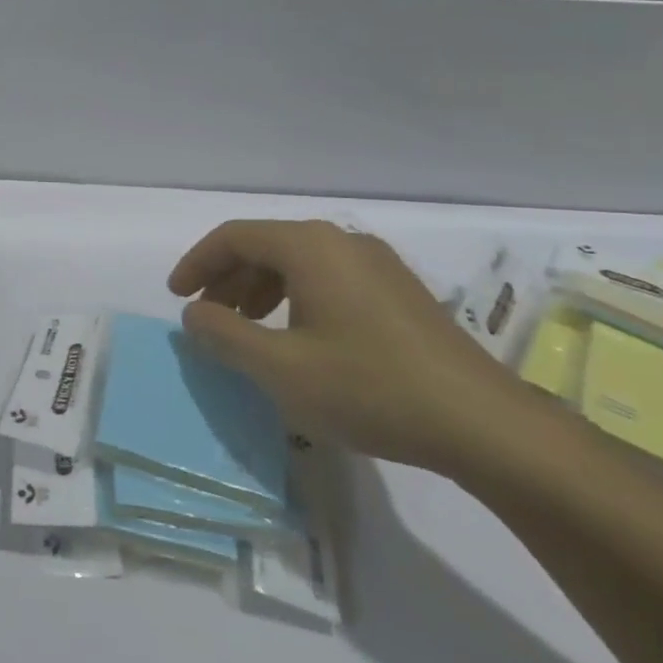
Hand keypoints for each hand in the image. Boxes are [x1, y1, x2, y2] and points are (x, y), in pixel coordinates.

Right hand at [169, 220, 544, 478]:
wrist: (485, 425)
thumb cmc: (369, 388)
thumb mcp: (279, 368)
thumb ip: (223, 334)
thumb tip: (194, 312)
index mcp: (310, 246)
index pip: (234, 237)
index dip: (197, 263)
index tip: (177, 297)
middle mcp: (342, 242)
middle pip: (265, 246)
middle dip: (227, 278)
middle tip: (207, 317)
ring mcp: (378, 265)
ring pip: (298, 263)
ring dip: (259, 290)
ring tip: (246, 330)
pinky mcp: (400, 292)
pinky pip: (328, 279)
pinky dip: (295, 299)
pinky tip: (298, 339)